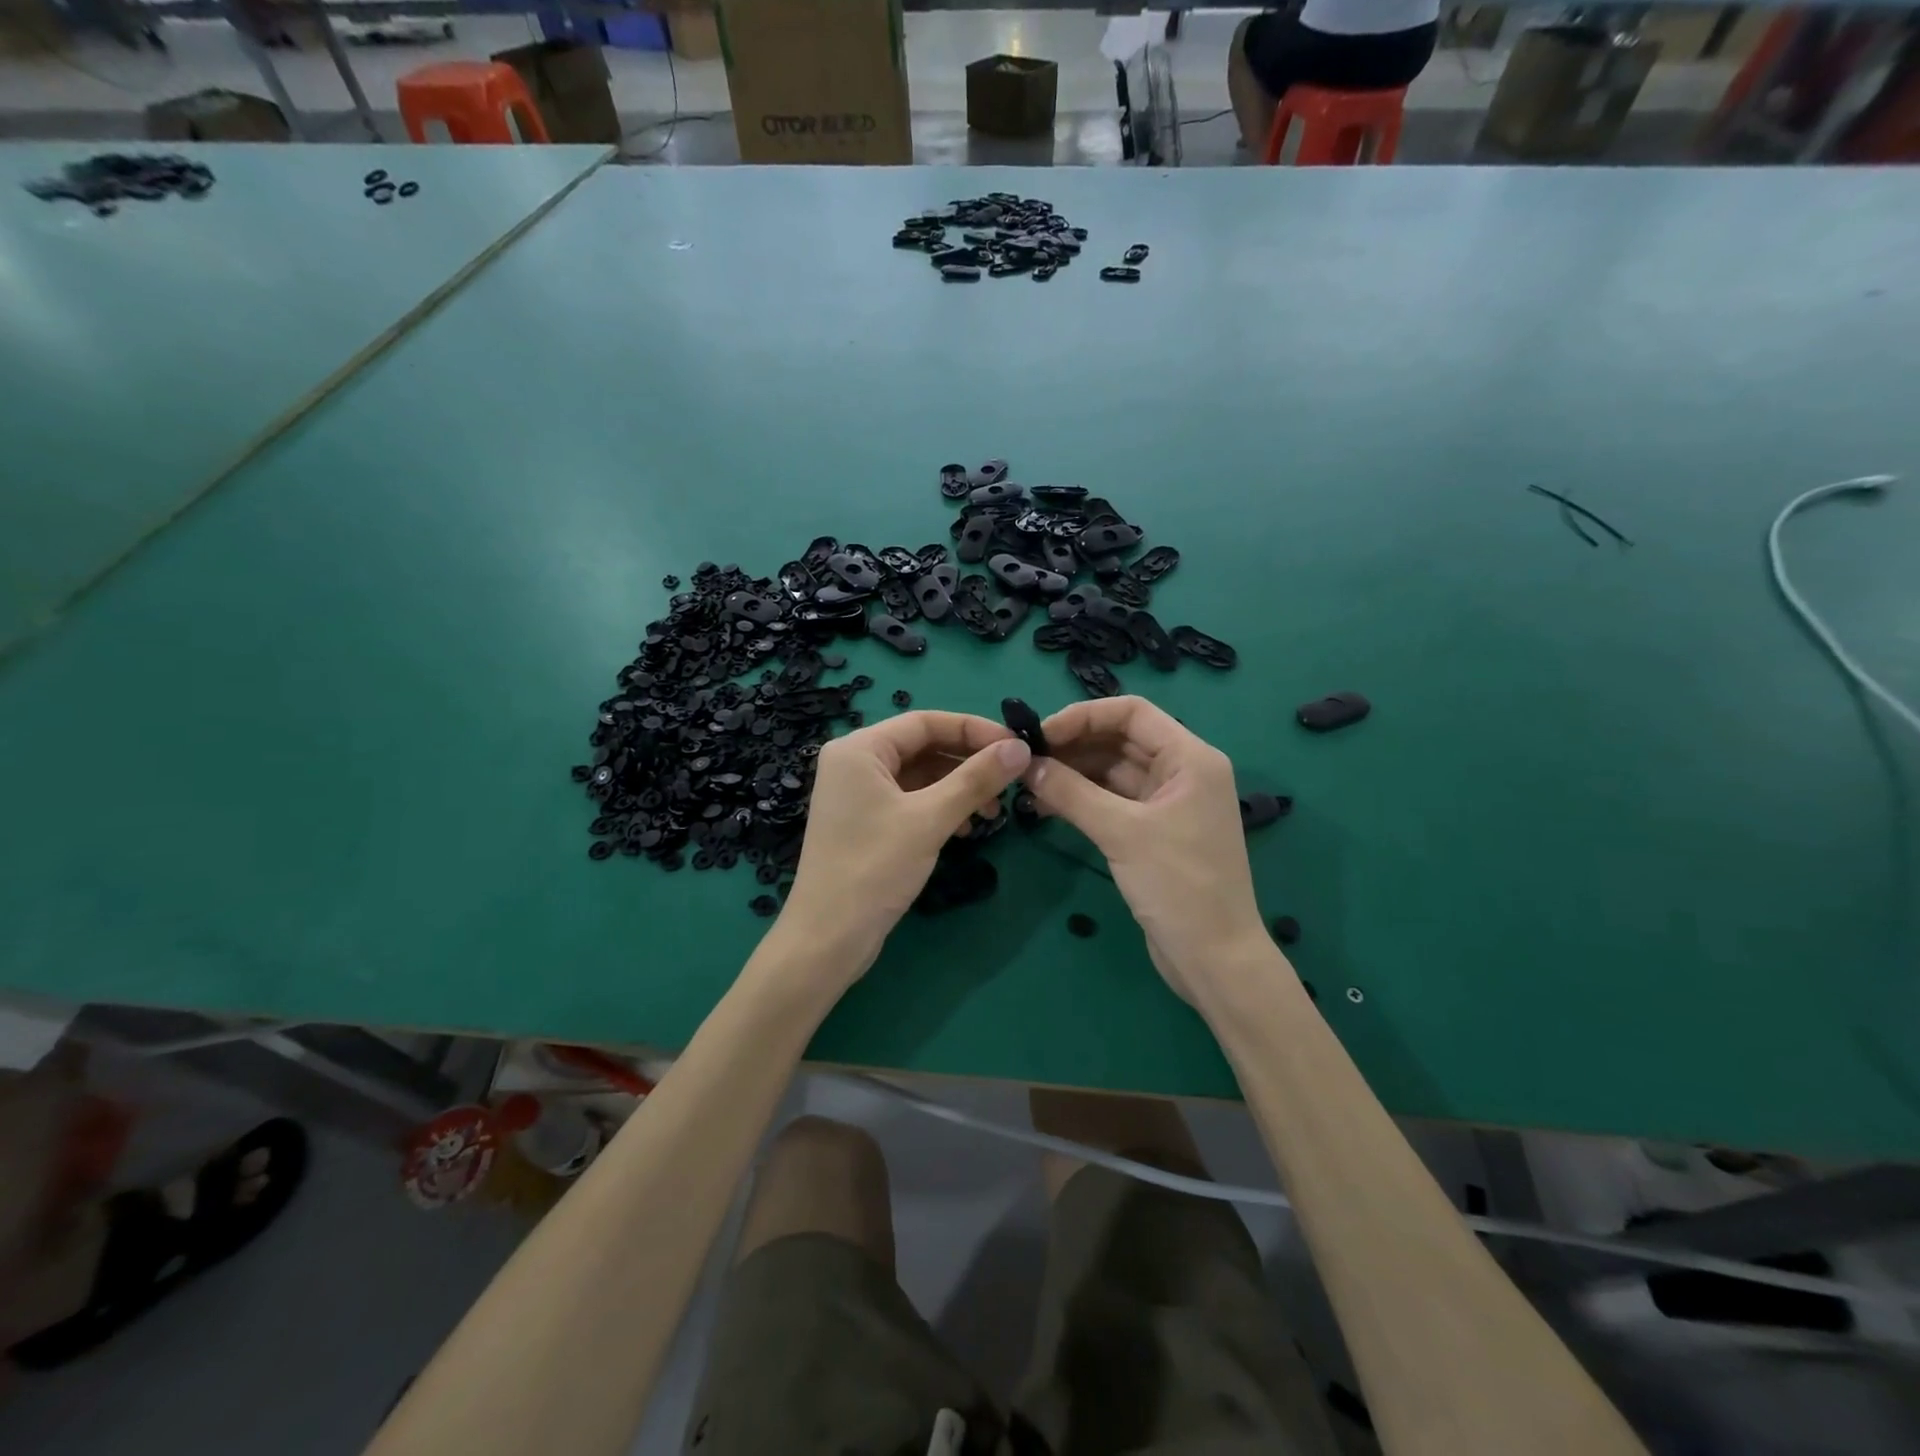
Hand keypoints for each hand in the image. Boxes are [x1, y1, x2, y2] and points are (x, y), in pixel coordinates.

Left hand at [781, 711, 1030, 988]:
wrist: (828, 939)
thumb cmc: (874, 869)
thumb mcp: (929, 819)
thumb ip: (976, 779)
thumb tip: (1021, 748)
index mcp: (859, 749)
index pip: (925, 722)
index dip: (974, 729)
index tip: (1016, 747)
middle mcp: (855, 763)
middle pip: (923, 747)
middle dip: (968, 762)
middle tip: (1010, 781)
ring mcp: (859, 795)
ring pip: (921, 776)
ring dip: (959, 788)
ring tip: (993, 813)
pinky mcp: (866, 823)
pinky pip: (912, 801)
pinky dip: (942, 808)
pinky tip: (967, 829)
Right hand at [1025, 697, 1267, 1000]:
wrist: (1214, 959)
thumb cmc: (1178, 887)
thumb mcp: (1122, 833)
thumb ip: (1071, 792)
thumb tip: (1026, 763)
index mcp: (1190, 758)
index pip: (1132, 712)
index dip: (1083, 716)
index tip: (1040, 735)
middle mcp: (1181, 772)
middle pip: (1120, 739)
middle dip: (1073, 745)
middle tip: (1026, 761)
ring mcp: (1168, 802)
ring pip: (1112, 771)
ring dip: (1073, 773)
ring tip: (1029, 786)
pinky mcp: (1154, 831)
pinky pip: (1112, 800)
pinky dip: (1082, 799)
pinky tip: (1047, 807)